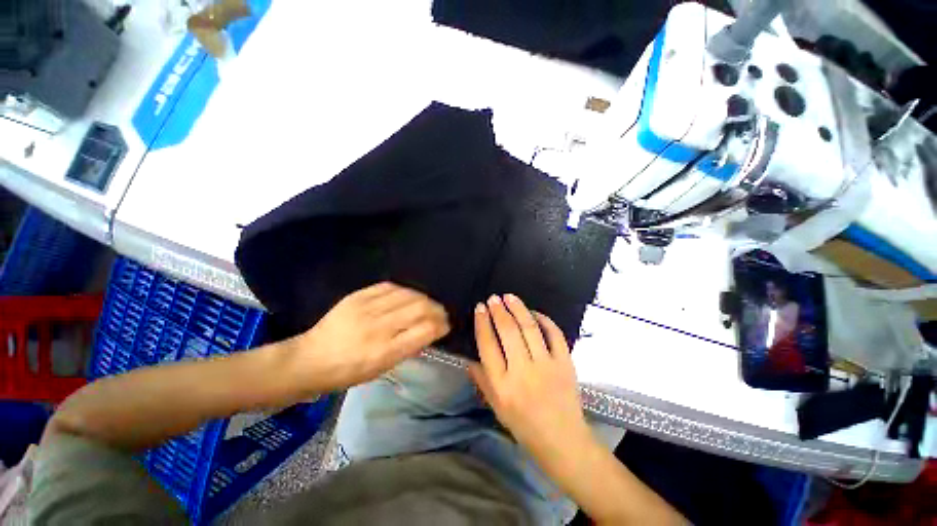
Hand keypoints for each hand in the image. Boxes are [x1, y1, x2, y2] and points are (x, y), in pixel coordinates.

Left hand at [295, 282, 449, 389]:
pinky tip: (407, 296)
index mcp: (385, 352)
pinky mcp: (357, 296)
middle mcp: (378, 328)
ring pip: (408, 294)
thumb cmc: (348, 372)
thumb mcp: (381, 369)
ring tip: (426, 304)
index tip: (445, 325)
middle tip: (440, 313)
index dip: (441, 325)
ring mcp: (366, 309)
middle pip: (420, 308)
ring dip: (424, 298)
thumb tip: (429, 330)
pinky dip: (405, 291)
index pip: (425, 330)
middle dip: (437, 309)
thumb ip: (408, 348)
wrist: (310, 359)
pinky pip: (390, 286)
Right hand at [469, 294, 592, 462]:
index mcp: (502, 385)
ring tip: (509, 297)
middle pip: (508, 332)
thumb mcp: (495, 406)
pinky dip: (544, 319)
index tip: (479, 308)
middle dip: (498, 311)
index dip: (482, 323)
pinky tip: (534, 312)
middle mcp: (523, 372)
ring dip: (518, 308)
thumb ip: (482, 380)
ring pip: (530, 328)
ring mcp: (547, 366)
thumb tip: (470, 356)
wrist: (562, 440)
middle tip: (493, 298)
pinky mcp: (565, 363)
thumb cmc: (523, 425)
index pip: (488, 345)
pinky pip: (554, 334)